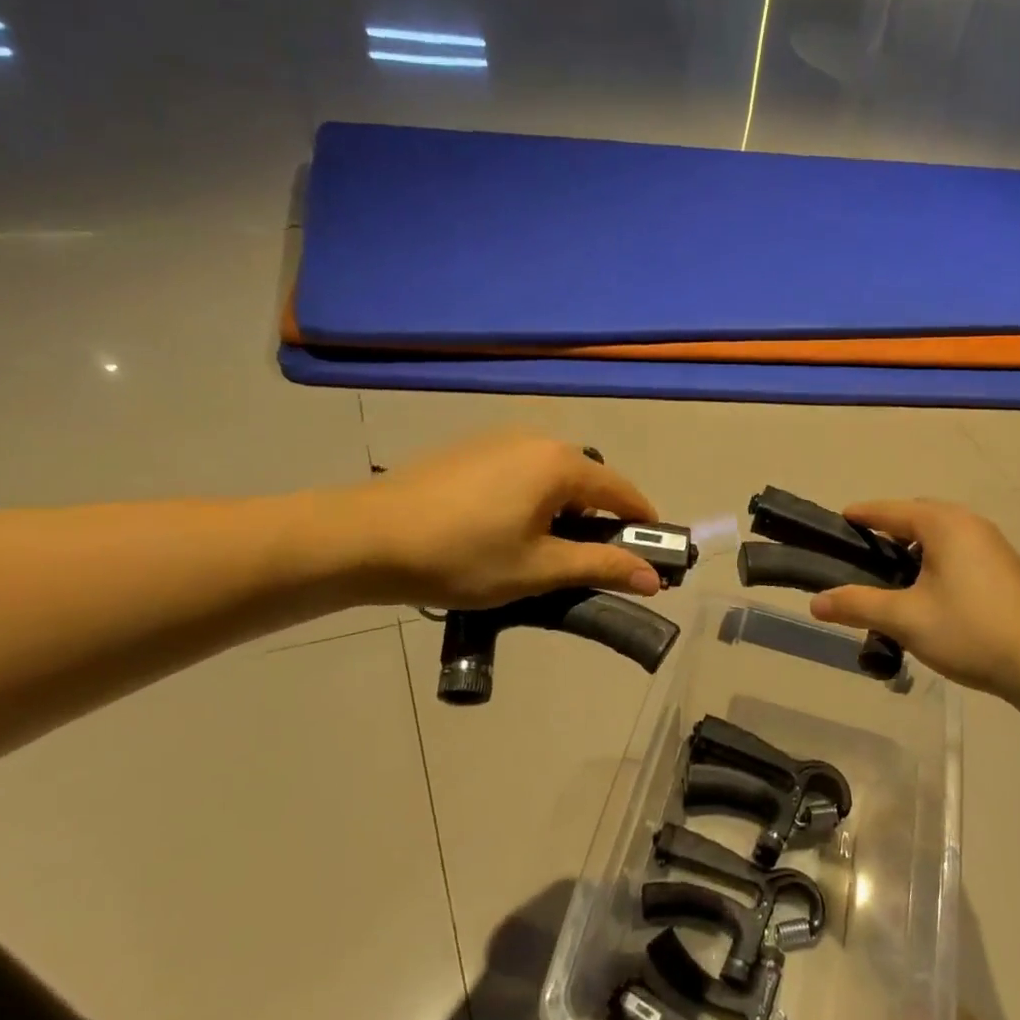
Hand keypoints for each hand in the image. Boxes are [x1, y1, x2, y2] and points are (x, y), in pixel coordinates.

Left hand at [341, 433, 662, 607]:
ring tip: (546, 552)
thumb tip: (654, 578)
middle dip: (601, 520)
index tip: (652, 556)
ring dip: (565, 510)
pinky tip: (509, 531)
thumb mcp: (539, 569)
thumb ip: (601, 566)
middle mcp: (537, 440)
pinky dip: (534, 499)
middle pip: (589, 480)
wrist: (366, 538)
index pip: (623, 492)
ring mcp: (500, 440)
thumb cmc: (463, 556)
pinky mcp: (471, 450)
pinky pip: (523, 472)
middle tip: (594, 563)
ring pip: (554, 477)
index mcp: (561, 465)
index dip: (642, 524)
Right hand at [809, 500, 1019, 698]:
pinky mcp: (1005, 569)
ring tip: (892, 579)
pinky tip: (930, 593)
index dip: (862, 514)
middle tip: (862, 556)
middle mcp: (971, 524)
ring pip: (941, 536)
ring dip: (915, 550)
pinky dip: (937, 561)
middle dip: (889, 531)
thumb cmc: (968, 630)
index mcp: (944, 524)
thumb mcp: (904, 618)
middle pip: (918, 517)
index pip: (891, 510)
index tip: (839, 521)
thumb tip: (815, 602)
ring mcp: (993, 545)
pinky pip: (960, 551)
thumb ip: (857, 605)